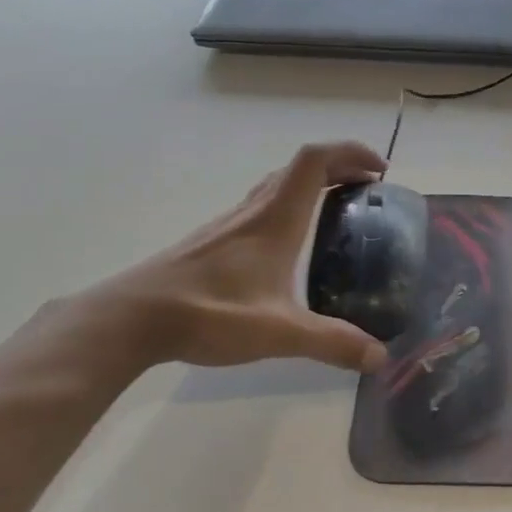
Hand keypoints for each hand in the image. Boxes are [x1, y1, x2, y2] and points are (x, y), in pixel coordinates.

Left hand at [75, 141, 390, 373]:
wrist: (132, 318)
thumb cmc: (208, 312)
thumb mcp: (279, 332)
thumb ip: (332, 343)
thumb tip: (379, 358)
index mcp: (275, 220)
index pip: (315, 161)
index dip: (350, 153)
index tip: (379, 170)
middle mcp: (254, 211)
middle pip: (299, 168)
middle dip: (339, 167)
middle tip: (367, 190)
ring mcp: (229, 224)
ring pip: (277, 185)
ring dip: (312, 185)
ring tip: (337, 210)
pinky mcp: (213, 242)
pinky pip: (261, 206)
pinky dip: (289, 206)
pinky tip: (289, 245)